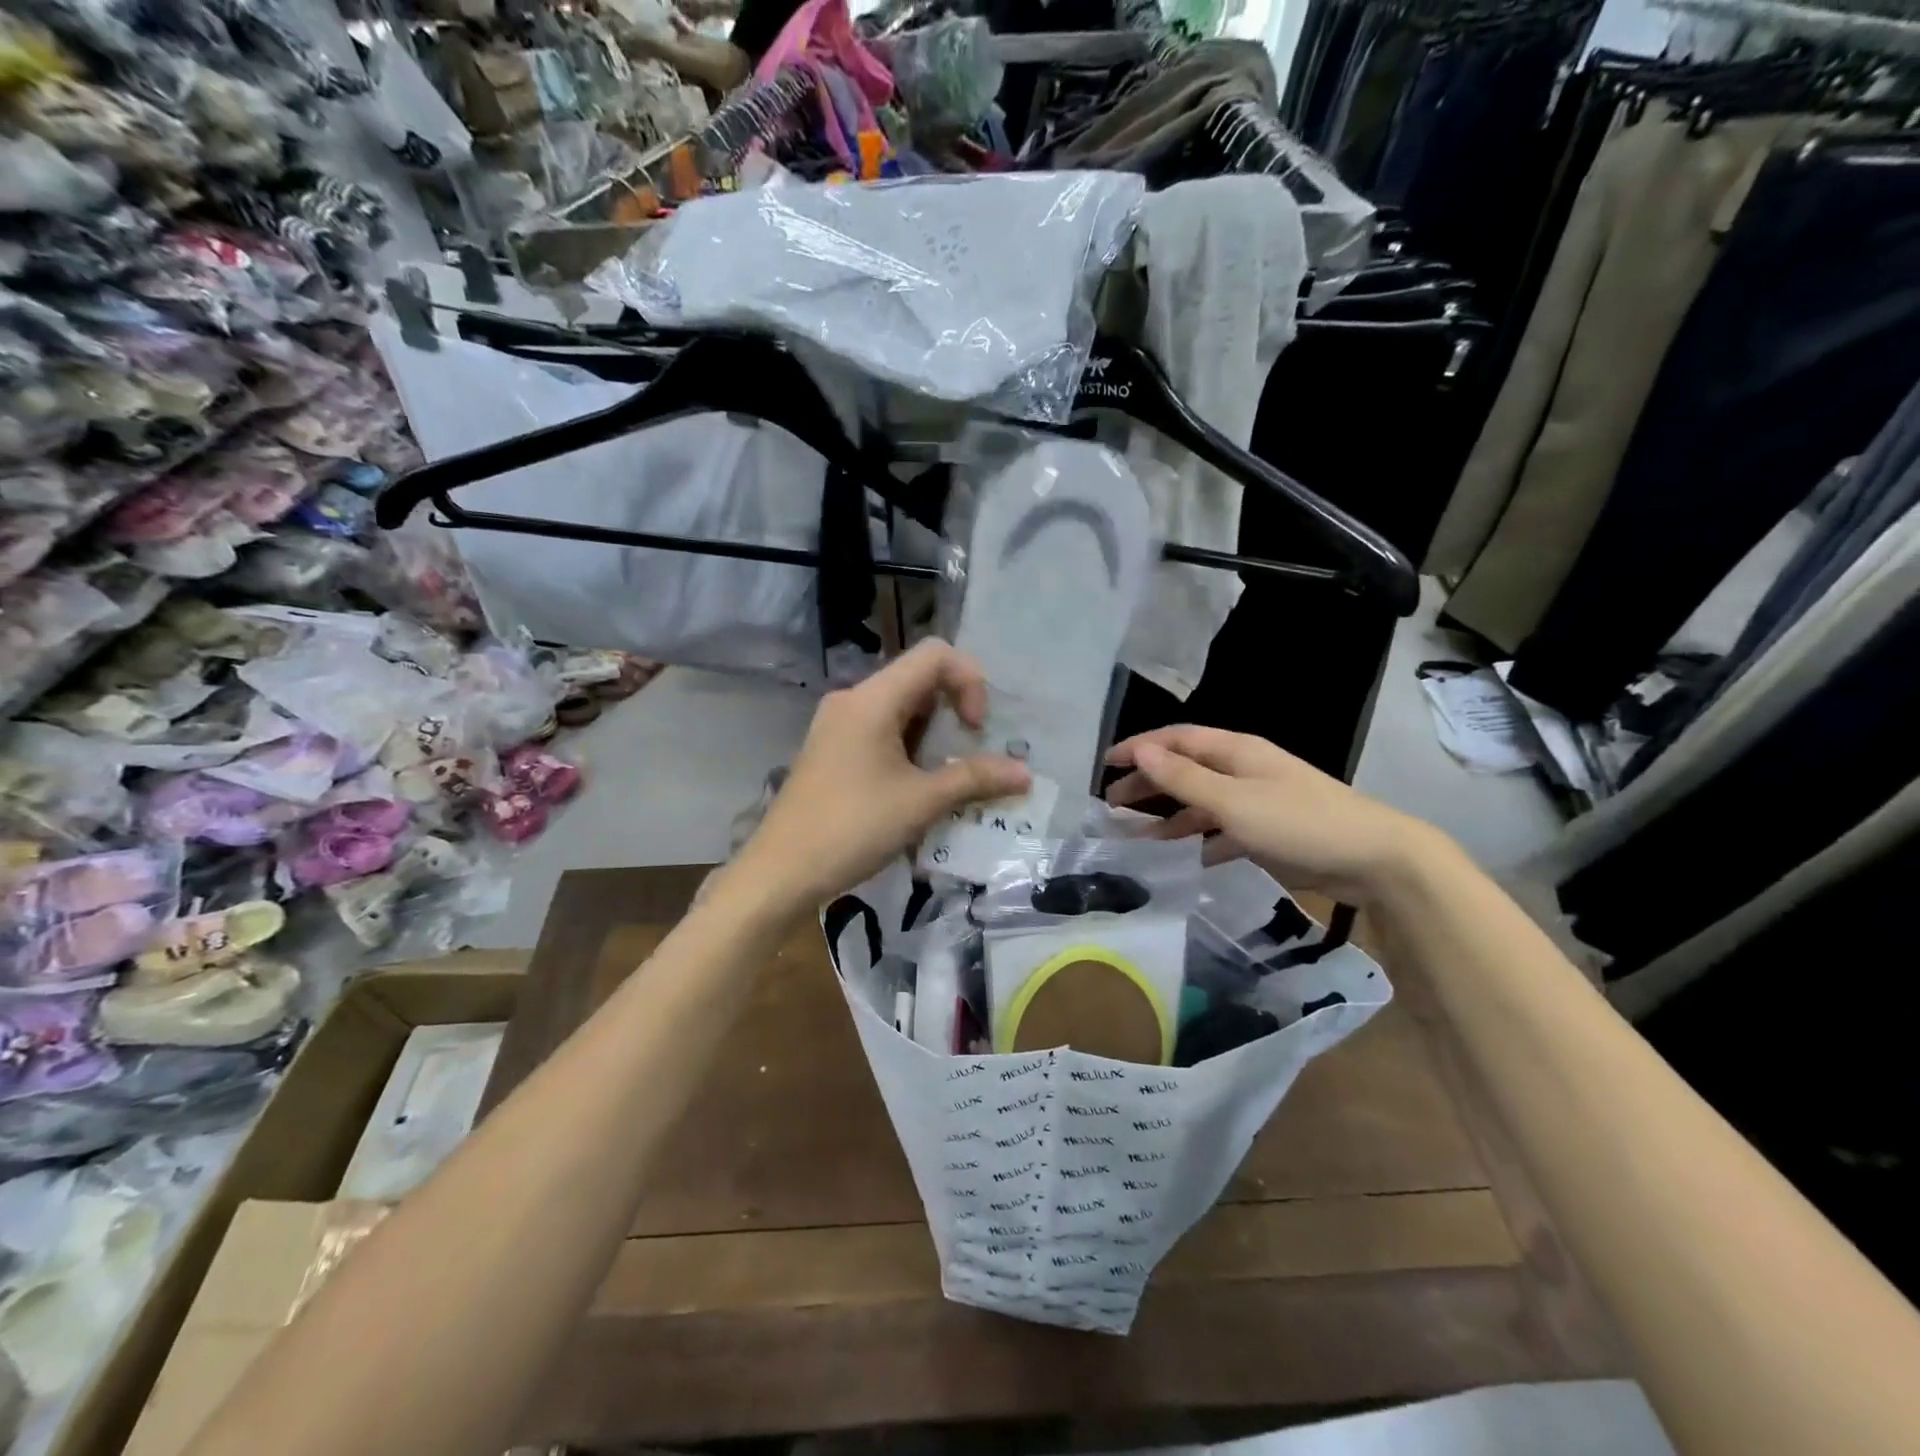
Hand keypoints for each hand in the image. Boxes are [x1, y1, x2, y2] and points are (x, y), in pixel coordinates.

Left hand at [736, 640, 1030, 908]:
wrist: (780, 872)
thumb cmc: (853, 828)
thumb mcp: (921, 802)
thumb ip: (975, 779)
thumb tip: (1025, 774)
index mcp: (872, 699)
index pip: (934, 655)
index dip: (969, 682)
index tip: (976, 729)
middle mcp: (852, 700)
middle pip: (917, 679)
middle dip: (954, 710)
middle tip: (971, 754)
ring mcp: (836, 725)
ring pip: (899, 708)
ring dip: (933, 734)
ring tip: (947, 776)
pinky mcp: (830, 750)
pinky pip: (880, 731)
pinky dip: (908, 747)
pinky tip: (916, 787)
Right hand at [1105, 725, 1440, 903]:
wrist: (1375, 859)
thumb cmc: (1299, 822)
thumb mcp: (1234, 801)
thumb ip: (1184, 778)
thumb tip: (1140, 750)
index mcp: (1236, 752)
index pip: (1176, 740)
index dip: (1139, 748)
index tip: (1105, 764)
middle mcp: (1244, 770)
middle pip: (1186, 769)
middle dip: (1149, 782)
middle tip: (1113, 803)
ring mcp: (1258, 801)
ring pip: (1202, 803)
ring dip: (1170, 816)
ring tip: (1138, 837)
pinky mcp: (1270, 832)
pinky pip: (1223, 831)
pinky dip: (1200, 841)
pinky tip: (1184, 859)